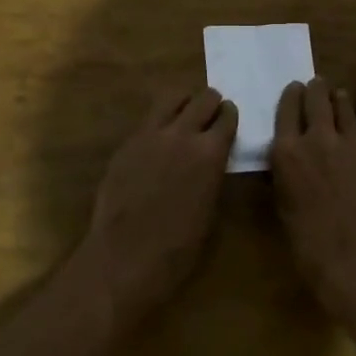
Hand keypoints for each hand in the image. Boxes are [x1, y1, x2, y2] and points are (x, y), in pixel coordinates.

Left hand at [81, 87, 236, 330]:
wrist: (125, 257)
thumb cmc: (178, 248)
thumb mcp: (210, 209)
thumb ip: (212, 174)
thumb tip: (212, 160)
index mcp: (210, 153)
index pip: (227, 117)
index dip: (230, 116)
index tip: (229, 119)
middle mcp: (182, 134)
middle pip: (202, 98)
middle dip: (211, 103)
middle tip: (210, 114)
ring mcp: (149, 135)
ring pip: (171, 98)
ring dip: (184, 102)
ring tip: (185, 114)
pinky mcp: (126, 143)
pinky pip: (148, 119)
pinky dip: (159, 120)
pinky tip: (159, 138)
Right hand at [270, 79, 355, 320]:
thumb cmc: (310, 246)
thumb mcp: (284, 207)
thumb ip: (287, 176)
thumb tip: (291, 164)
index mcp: (288, 152)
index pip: (287, 109)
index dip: (291, 96)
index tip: (294, 88)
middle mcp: (319, 139)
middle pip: (317, 100)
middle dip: (315, 90)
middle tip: (316, 84)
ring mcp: (353, 147)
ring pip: (345, 111)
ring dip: (339, 101)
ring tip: (338, 95)